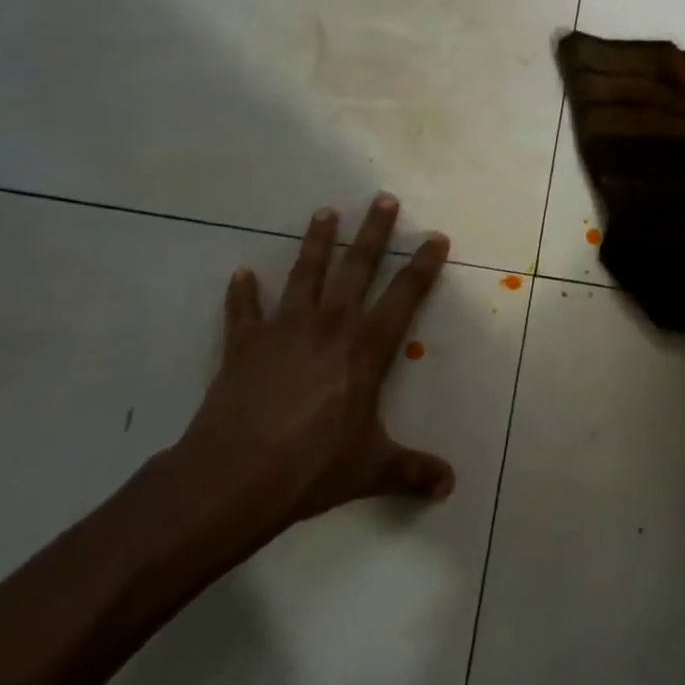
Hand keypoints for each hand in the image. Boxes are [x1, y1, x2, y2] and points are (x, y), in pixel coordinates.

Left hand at [168, 195, 454, 555]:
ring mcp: (284, 329)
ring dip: (316, 242)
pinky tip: (240, 274)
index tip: (435, 236)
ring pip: (306, 273)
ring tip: (324, 212)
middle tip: (383, 199)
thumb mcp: (371, 469)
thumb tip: (449, 486)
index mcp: (366, 348)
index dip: (423, 265)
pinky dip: (241, 294)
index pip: (404, 295)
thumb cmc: (312, 466)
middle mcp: (330, 325)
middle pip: (357, 267)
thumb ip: (412, 471)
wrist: (234, 476)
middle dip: (374, 232)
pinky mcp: (245, 344)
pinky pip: (243, 312)